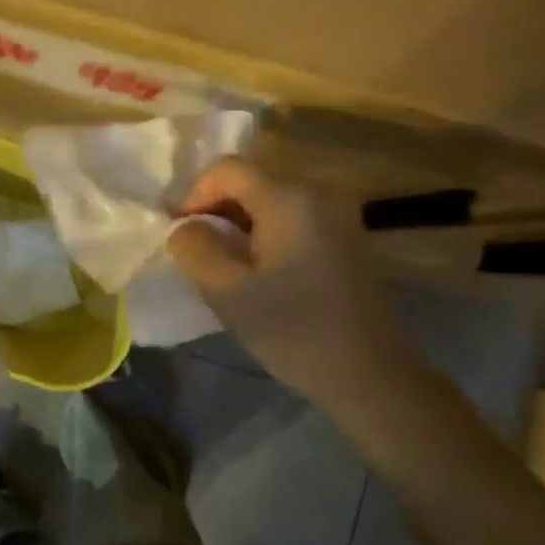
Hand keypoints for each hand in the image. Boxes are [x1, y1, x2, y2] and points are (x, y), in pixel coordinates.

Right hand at [167, 158, 411, 402]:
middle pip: (250, 181)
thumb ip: (194, 248)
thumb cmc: (293, 330)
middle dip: (213, 209)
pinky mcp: (344, 240)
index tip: (176, 234)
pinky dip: (262, 235)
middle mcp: (317, 194)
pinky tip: (254, 272)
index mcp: (289, 198)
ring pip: (269, 202)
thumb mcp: (226, 291)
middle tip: (191, 250)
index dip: (192, 194)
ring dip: (236, 224)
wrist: (368, 375)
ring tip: (218, 264)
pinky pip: (290, 220)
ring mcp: (336, 216)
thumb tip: (184, 227)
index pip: (227, 169)